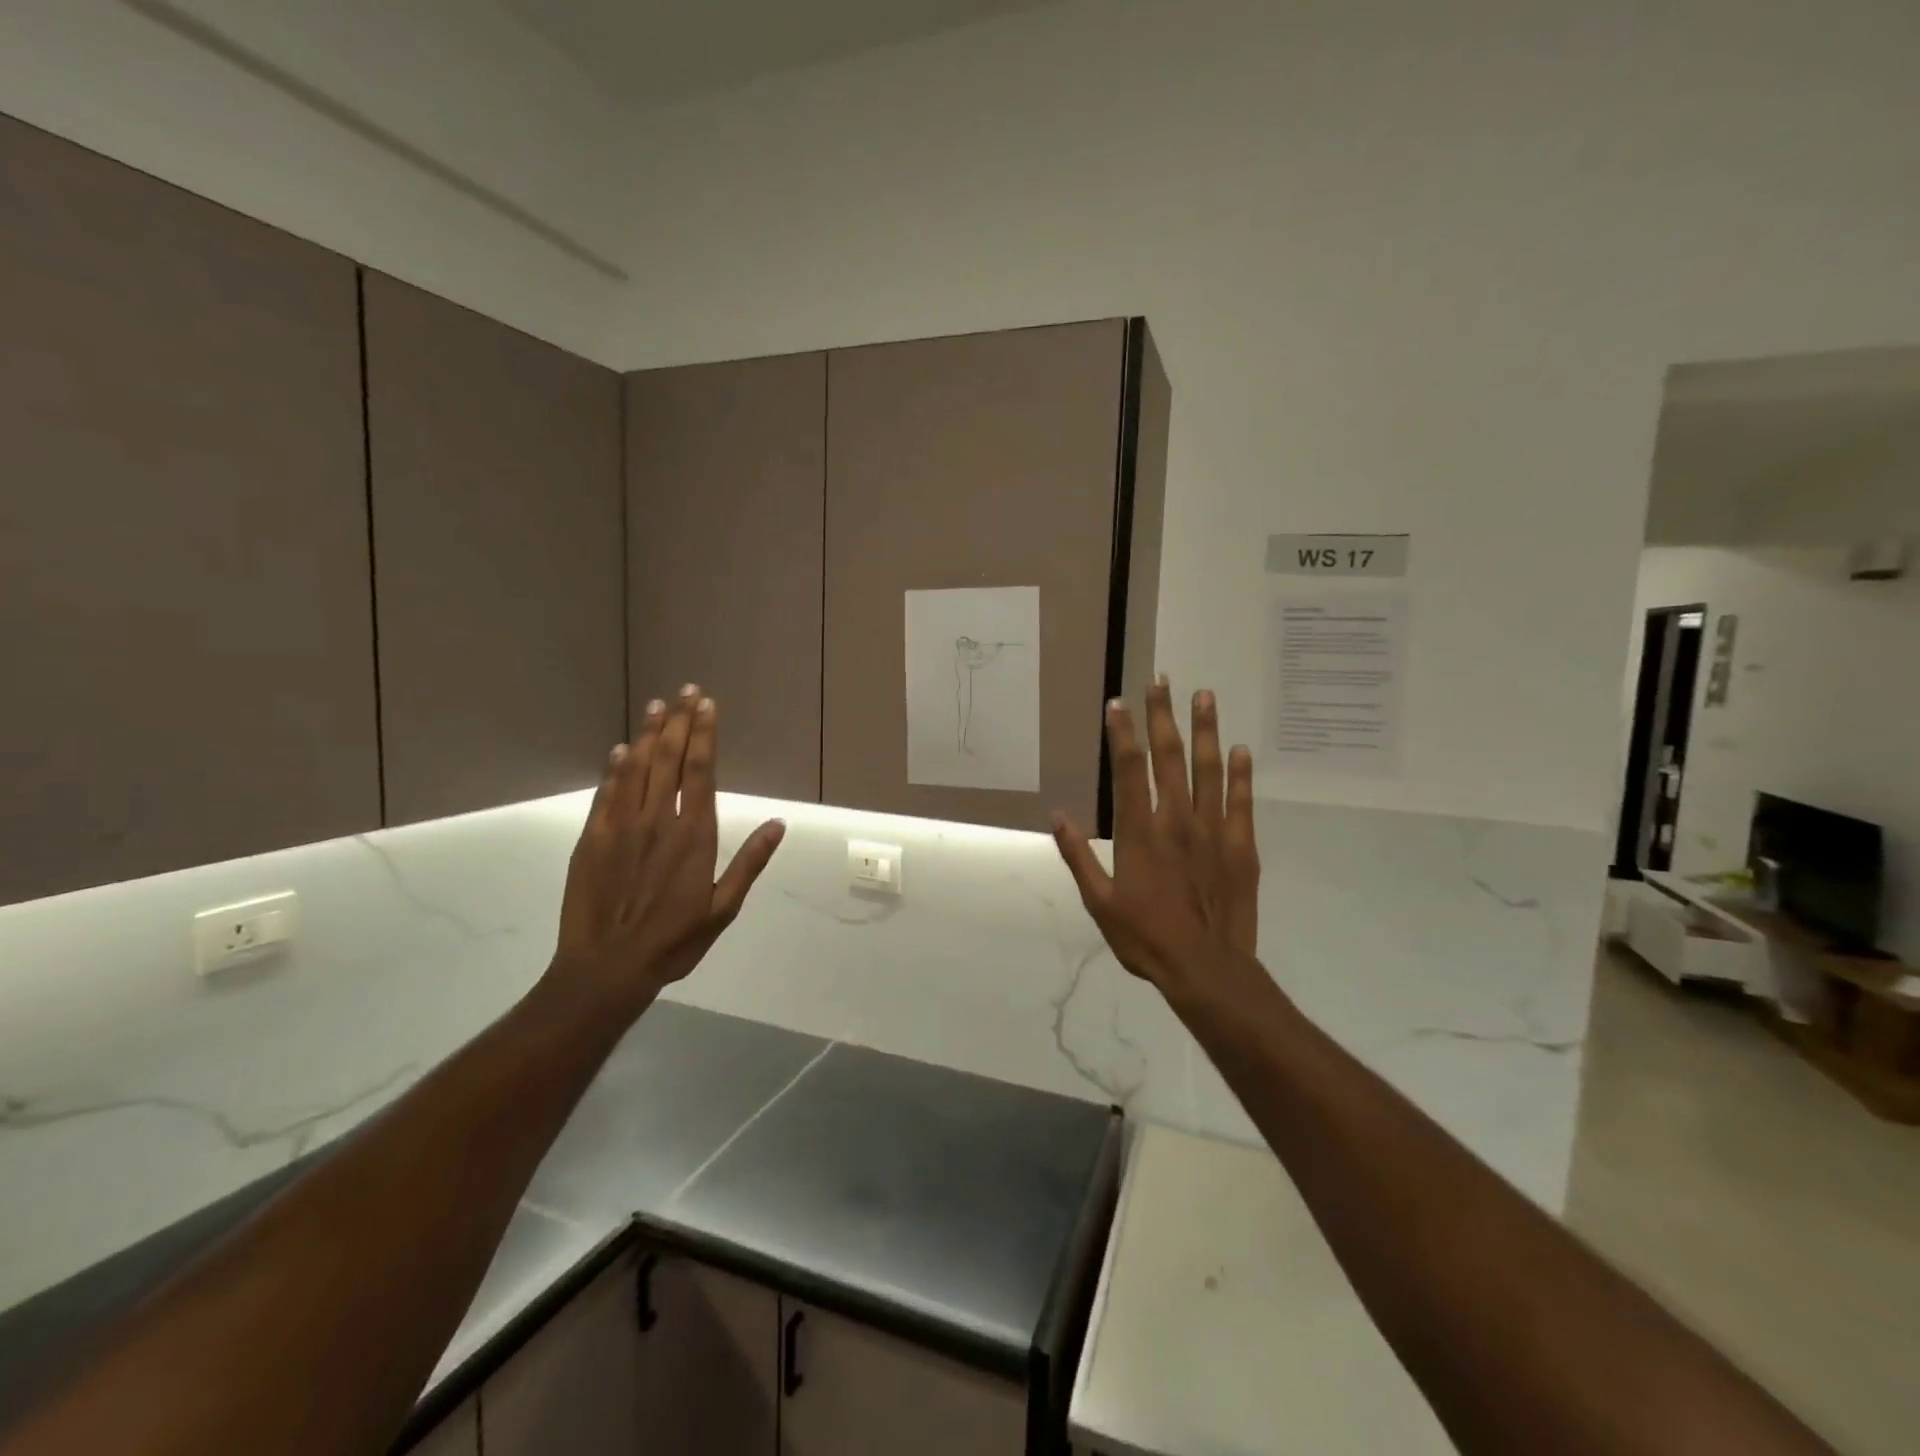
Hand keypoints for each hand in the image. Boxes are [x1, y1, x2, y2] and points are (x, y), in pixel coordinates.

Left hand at [549, 686, 785, 1015]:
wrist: (608, 967)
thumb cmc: (674, 941)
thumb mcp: (723, 909)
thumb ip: (749, 862)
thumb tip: (778, 824)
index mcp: (693, 835)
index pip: (700, 771)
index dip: (704, 735)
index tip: (707, 706)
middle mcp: (657, 820)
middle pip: (669, 760)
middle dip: (680, 722)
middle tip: (686, 691)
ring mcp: (621, 826)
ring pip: (637, 768)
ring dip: (649, 735)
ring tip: (658, 706)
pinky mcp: (592, 839)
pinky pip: (607, 793)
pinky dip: (615, 768)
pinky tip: (622, 749)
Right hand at [1051, 679, 1258, 994]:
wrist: (1206, 969)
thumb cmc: (1145, 938)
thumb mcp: (1099, 902)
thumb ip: (1079, 856)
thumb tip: (1057, 816)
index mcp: (1140, 833)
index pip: (1130, 769)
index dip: (1123, 733)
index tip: (1119, 703)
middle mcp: (1177, 821)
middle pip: (1169, 757)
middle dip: (1163, 716)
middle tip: (1161, 681)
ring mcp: (1213, 831)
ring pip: (1209, 769)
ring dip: (1205, 730)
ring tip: (1204, 695)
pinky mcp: (1241, 846)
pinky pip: (1242, 801)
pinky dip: (1241, 773)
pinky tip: (1240, 749)